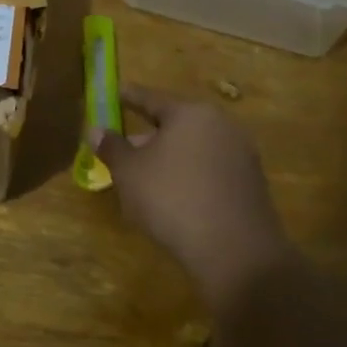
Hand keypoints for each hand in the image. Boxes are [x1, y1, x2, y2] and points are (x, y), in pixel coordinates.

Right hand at [93, 85, 297, 307]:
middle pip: (175, 123)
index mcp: (190, 113)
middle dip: (148, 135)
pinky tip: (173, 197)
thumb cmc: (173, 199)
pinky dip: (189, 175)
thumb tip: (95, 129)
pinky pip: (210, 170)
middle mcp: (221, 125)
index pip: (151, 98)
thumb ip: (111, 147)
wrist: (236, 252)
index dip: (128, 97)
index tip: (114, 94)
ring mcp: (241, 154)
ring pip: (193, 148)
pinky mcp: (251, 184)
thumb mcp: (129, 173)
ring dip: (168, 158)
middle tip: (123, 147)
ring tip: (144, 178)